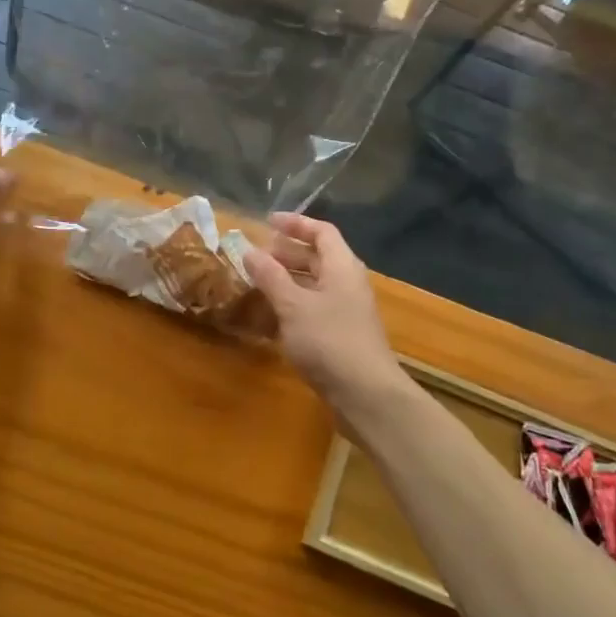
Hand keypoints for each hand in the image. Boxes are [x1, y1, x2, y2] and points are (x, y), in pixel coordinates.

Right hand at [243, 213, 401, 406]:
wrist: (365, 394)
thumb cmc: (329, 340)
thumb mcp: (293, 305)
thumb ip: (270, 276)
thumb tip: (249, 250)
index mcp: (342, 266)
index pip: (321, 232)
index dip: (295, 224)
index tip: (267, 222)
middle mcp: (347, 283)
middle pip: (317, 257)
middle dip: (286, 253)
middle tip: (255, 255)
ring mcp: (345, 311)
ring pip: (313, 285)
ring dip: (285, 281)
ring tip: (256, 283)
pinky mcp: (340, 336)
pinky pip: (312, 309)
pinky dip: (290, 307)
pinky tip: (268, 318)